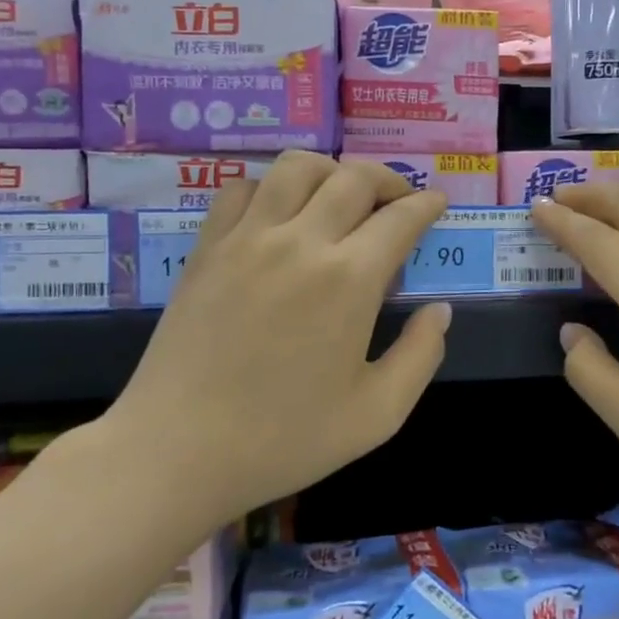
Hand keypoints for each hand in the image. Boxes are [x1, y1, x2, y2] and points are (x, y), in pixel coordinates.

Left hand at [101, 152, 450, 530]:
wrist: (177, 451)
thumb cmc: (284, 440)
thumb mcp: (377, 414)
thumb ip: (421, 356)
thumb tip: (440, 310)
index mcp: (349, 280)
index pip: (400, 218)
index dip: (426, 205)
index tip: (437, 203)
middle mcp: (301, 241)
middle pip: (354, 178)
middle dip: (389, 180)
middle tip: (398, 201)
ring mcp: (248, 238)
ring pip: (297, 167)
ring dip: (332, 171)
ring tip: (341, 195)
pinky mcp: (208, 247)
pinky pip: (243, 188)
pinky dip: (271, 186)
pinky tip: (279, 213)